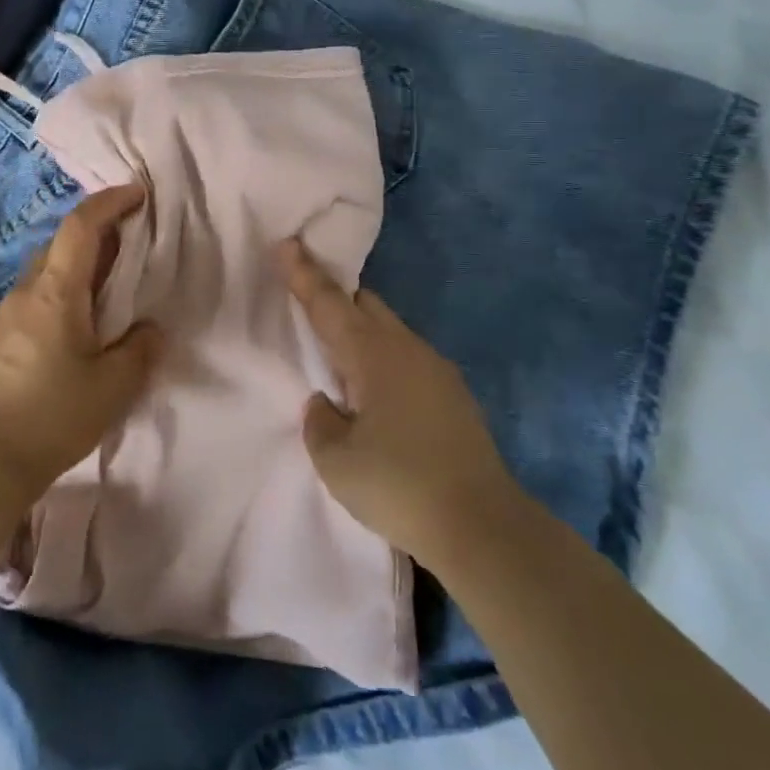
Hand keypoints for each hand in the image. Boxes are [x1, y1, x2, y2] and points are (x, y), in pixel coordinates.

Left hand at [0, 185, 162, 505]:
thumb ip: (140, 349)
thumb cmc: (54, 416)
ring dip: (72, 275)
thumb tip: (150, 329)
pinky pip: (27, 305)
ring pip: (41, 278)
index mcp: (54, 293)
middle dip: (94, 240)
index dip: (109, 203)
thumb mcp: (114, 386)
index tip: (136, 195)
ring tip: (100, 303)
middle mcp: (22, 293)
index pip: (80, 227)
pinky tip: (66, 338)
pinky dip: (52, 302)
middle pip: (58, 248)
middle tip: (127, 255)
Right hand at [277, 239, 519, 571]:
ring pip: (389, 330)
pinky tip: (376, 395)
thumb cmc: (398, 485)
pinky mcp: (454, 395)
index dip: (303, 273)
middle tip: (308, 305)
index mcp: (373, 354)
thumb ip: (320, 421)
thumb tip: (328, 402)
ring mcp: (436, 370)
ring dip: (361, 332)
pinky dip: (383, 359)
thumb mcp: (336, 460)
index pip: (328, 302)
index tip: (287, 242)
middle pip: (365, 304)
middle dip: (335, 297)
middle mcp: (406, 349)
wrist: (483, 526)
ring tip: (338, 361)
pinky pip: (406, 357)